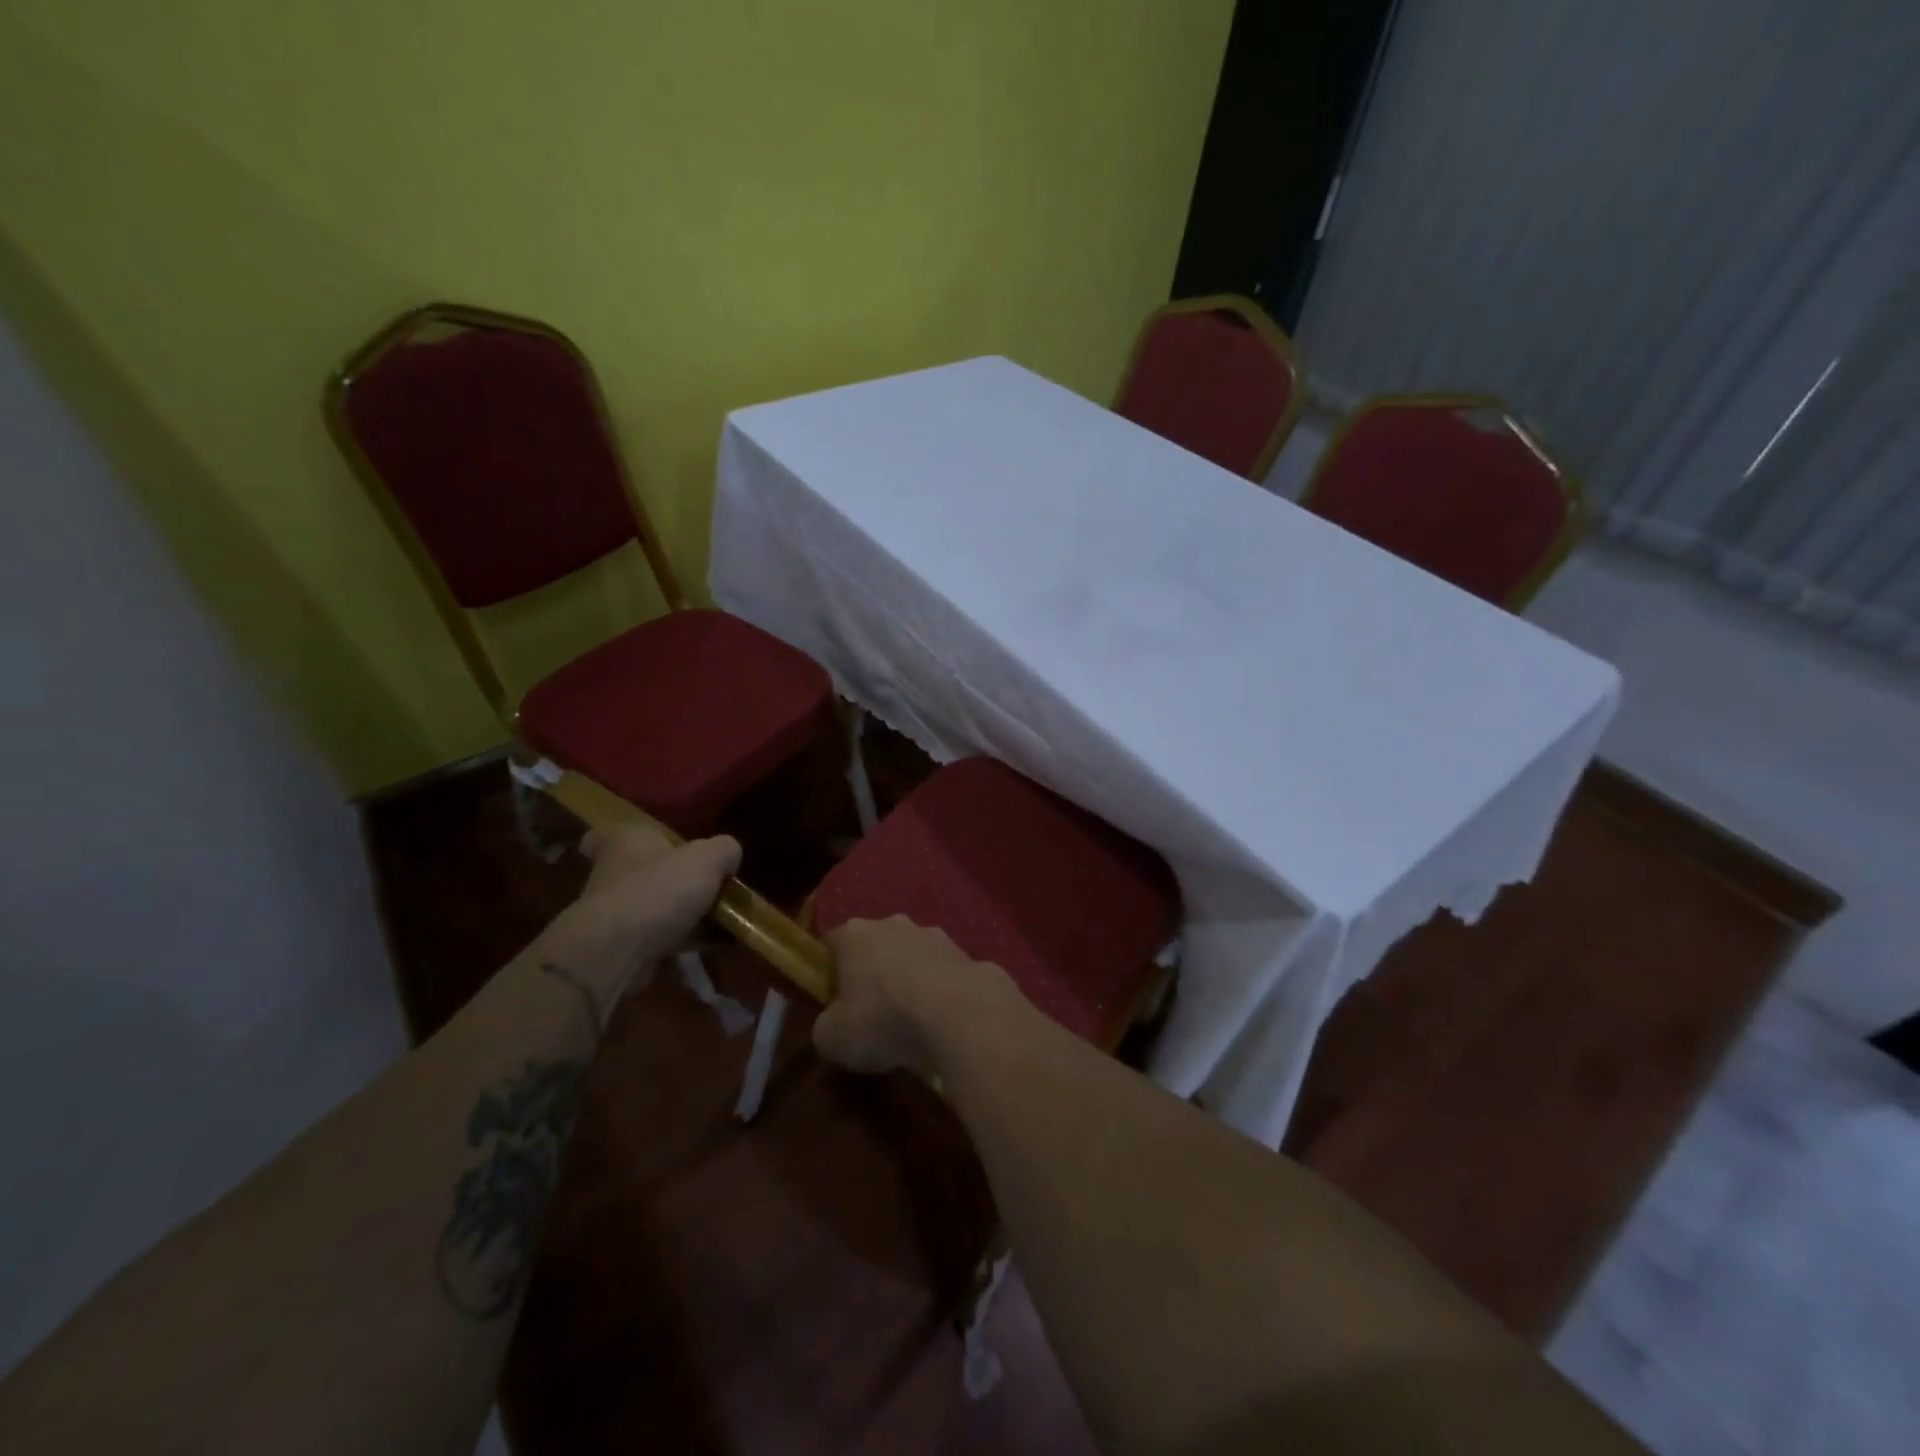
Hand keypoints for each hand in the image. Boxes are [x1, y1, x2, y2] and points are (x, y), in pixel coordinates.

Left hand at [555, 825, 740, 981]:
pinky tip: (717, 943)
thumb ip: (725, 850)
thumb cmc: (659, 889)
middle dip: (672, 878)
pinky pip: (662, 937)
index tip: (652, 847)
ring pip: (655, 906)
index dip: (627, 838)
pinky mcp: (624, 946)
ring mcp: (616, 912)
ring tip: (724, 918)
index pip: (608, 834)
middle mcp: (613, 874)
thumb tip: (728, 858)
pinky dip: (687, 939)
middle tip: (707, 883)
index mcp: (625, 841)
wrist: (619, 951)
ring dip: (684, 913)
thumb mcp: (708, 858)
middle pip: (643, 871)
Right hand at [813, 917, 1019, 1076]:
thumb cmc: (884, 1020)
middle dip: (872, 972)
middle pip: (874, 945)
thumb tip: (833, 1023)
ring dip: (909, 979)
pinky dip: (941, 991)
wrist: (959, 1014)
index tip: (832, 999)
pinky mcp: (966, 953)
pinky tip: (944, 1021)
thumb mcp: (833, 1038)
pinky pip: (944, 973)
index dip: (828, 971)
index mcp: (855, 935)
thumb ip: (825, 1026)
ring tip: (913, 1021)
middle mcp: (894, 924)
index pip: (831, 942)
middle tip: (871, 1013)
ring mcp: (934, 935)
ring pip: (912, 956)